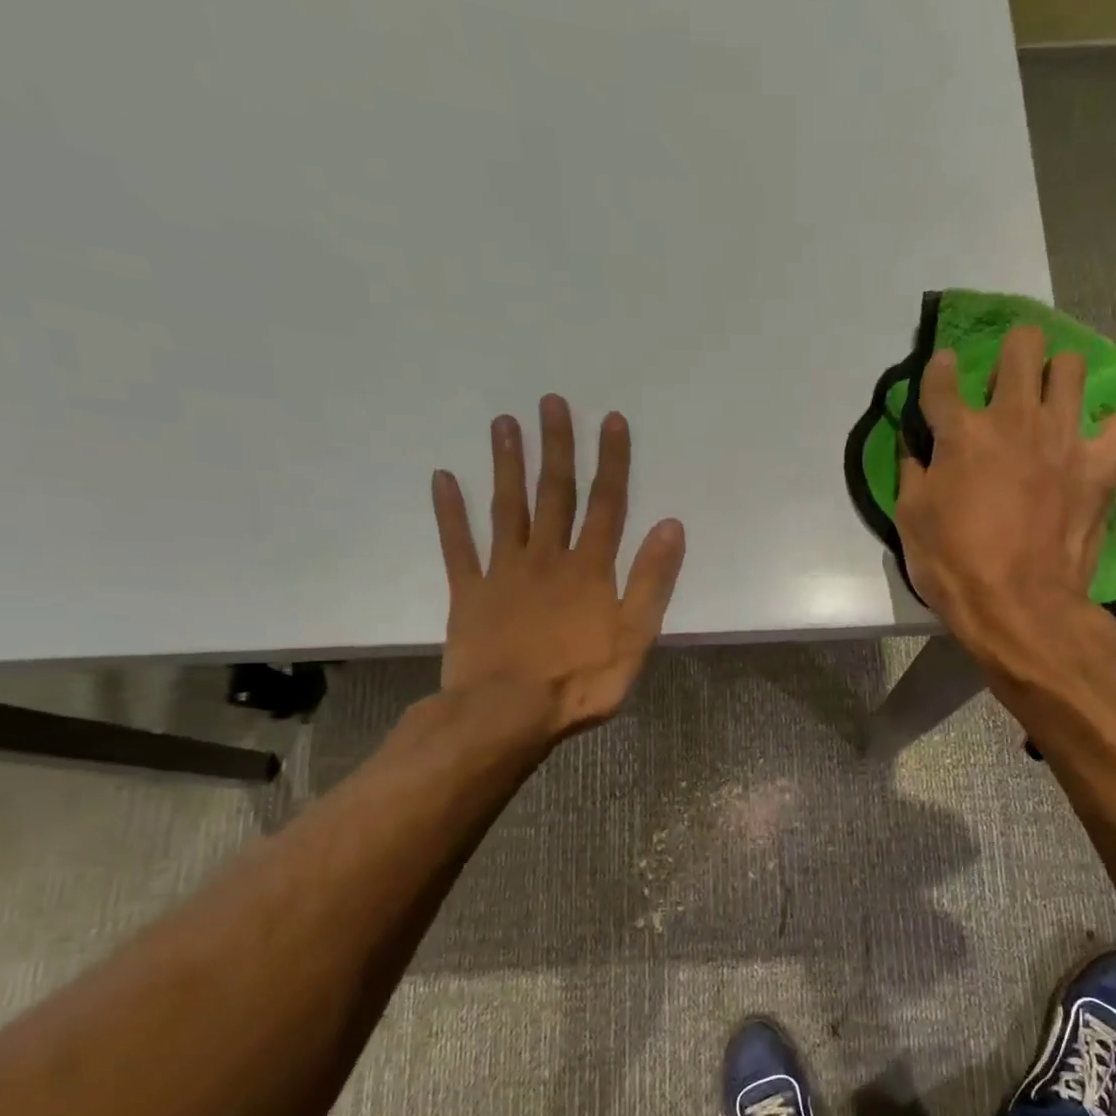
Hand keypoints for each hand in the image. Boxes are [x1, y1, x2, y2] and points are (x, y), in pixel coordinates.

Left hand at [430, 395, 684, 740]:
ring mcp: (503, 573)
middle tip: (550, 401)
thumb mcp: (635, 638)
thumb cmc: (580, 681)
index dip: (611, 461)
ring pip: (507, 508)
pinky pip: (458, 546)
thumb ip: (652, 581)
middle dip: (556, 447)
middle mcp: (547, 558)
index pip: (607, 504)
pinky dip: (450, 513)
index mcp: (590, 570)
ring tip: (504, 423)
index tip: (611, 420)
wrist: (507, 714)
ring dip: (507, 465)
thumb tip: (671, 525)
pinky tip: (443, 479)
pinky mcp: (469, 594)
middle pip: (555, 494)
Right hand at [895, 325, 1115, 667]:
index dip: (938, 369)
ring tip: (1052, 400)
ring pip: (1072, 367)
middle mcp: (1014, 419)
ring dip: (1059, 375)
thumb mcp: (911, 521)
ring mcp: (1063, 437)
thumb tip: (916, 448)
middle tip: (1006, 379)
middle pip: (1022, 347)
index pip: (942, 378)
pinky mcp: (1101, 465)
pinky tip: (1110, 430)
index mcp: (961, 433)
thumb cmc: (954, 567)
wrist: (1018, 606)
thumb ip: (912, 474)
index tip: (941, 371)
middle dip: (1013, 350)